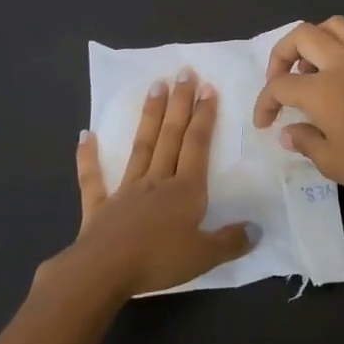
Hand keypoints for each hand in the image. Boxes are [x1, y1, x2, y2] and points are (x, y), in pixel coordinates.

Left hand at [56, 71, 254, 300]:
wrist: (104, 271)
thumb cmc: (158, 261)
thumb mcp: (205, 256)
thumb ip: (231, 241)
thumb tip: (258, 228)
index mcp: (185, 191)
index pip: (197, 145)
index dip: (204, 116)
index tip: (208, 88)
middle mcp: (157, 181)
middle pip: (170, 136)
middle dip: (180, 103)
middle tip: (184, 72)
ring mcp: (126, 190)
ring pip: (141, 146)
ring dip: (150, 115)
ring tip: (155, 85)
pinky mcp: (100, 205)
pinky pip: (93, 178)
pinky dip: (88, 157)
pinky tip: (85, 135)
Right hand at [251, 17, 343, 208]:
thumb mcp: (333, 162)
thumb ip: (305, 141)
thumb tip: (289, 131)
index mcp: (321, 89)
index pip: (280, 85)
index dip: (265, 102)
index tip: (264, 123)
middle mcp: (341, 62)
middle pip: (300, 36)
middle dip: (281, 55)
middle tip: (282, 82)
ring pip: (332, 25)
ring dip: (314, 41)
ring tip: (313, 68)